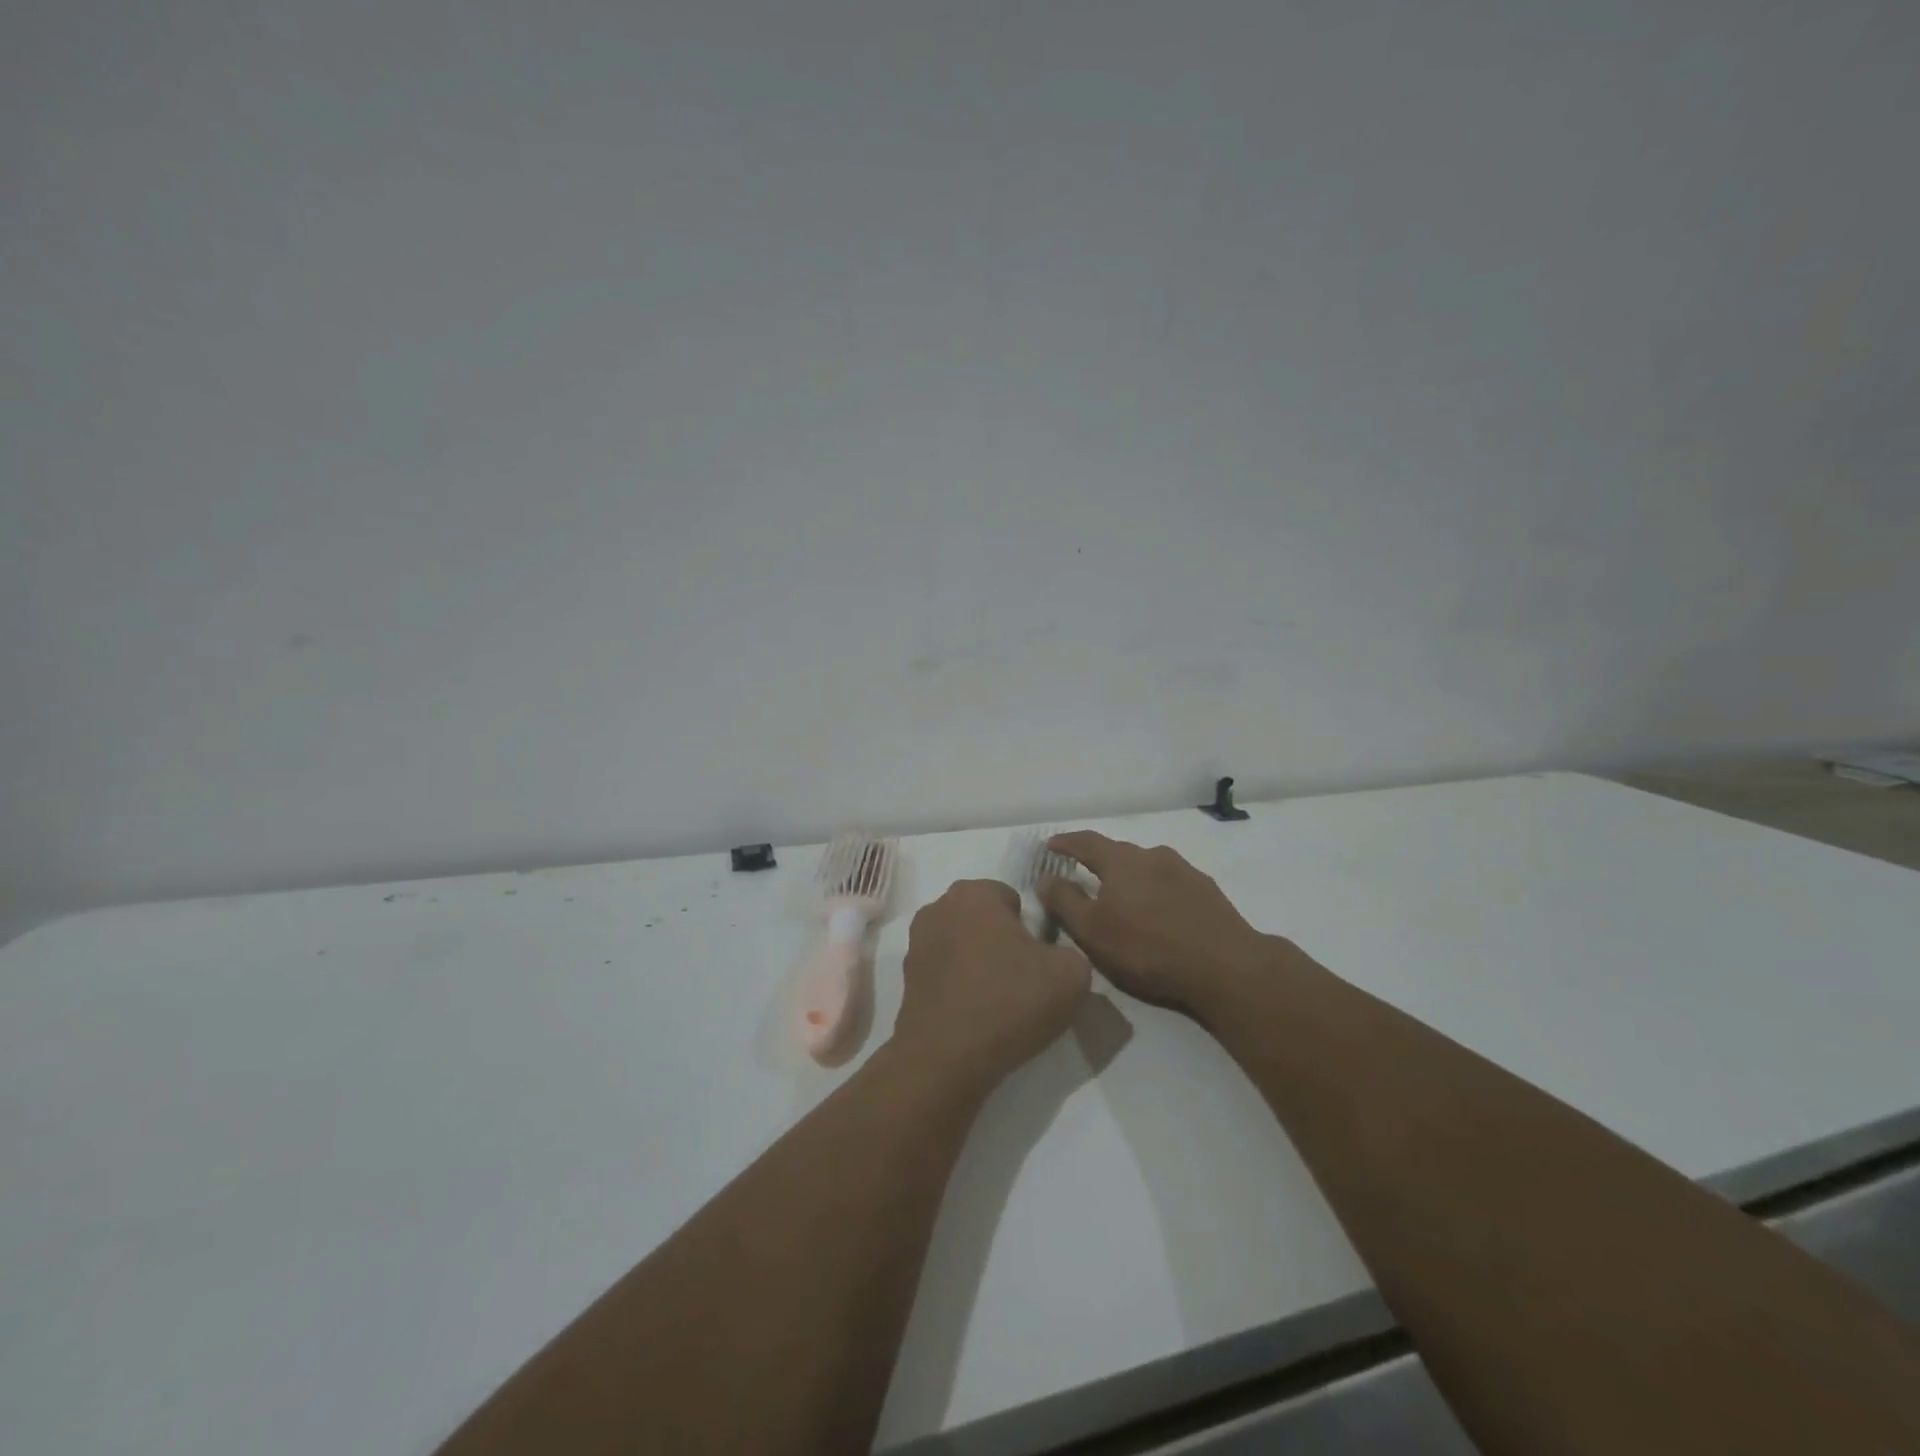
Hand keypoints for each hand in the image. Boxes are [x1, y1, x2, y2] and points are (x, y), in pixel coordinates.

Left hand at [892, 880, 1091, 1090]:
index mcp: (973, 893)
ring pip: (964, 946)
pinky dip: (961, 988)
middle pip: (984, 920)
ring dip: (980, 965)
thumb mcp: (1072, 974)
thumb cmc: (1009, 1001)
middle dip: (1003, 942)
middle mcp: (938, 907)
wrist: (946, 1059)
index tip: (1040, 959)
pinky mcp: (907, 980)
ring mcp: (917, 944)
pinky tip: (976, 1016)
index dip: (1031, 928)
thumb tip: (1056, 959)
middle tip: (1024, 980)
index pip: (1012, 897)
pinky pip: (947, 974)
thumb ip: (1071, 951)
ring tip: (1000, 1003)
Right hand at [1038, 832, 1277, 1014]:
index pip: (1086, 841)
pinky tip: (1157, 913)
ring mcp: (1183, 870)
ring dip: (1129, 878)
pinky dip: (1155, 891)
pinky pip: (1170, 883)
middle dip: (1098, 862)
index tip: (1050, 846)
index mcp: (1121, 861)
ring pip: (1146, 867)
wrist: (1224, 965)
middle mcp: (1152, 855)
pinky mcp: (1206, 890)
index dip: (1066, 842)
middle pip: (1118, 853)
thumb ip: (1065, 901)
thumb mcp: (1093, 931)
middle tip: (1083, 877)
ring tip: (1122, 899)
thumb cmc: (1147, 948)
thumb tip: (1045, 878)